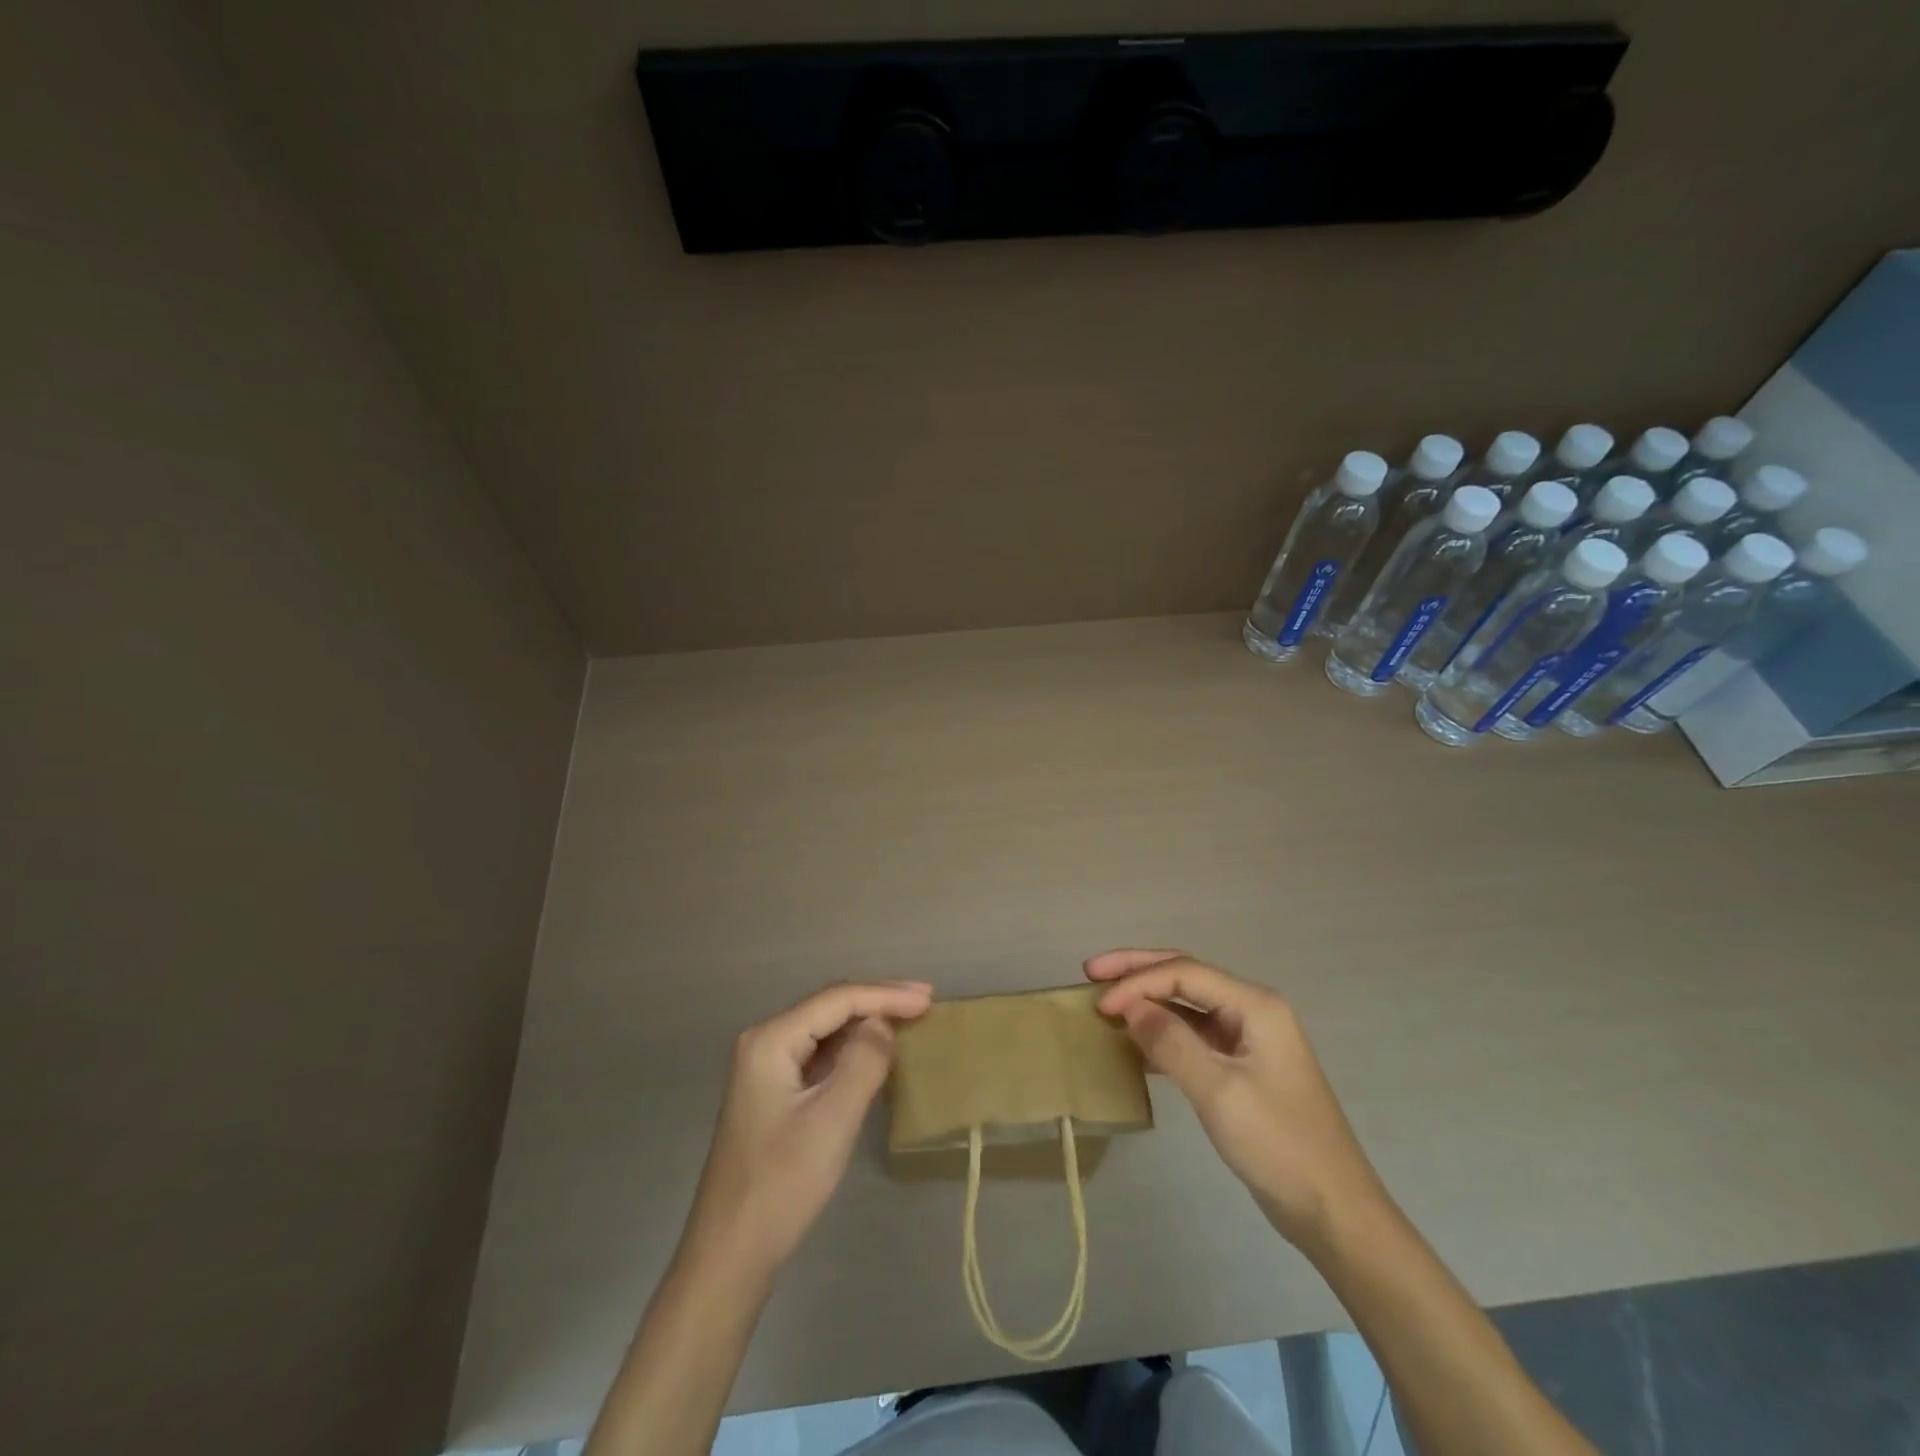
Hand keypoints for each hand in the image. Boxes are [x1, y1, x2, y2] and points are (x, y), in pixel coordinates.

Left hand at [685, 980, 931, 1272]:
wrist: (730, 1253)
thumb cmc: (782, 1184)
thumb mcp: (832, 1120)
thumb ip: (863, 1062)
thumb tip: (883, 1023)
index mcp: (770, 1040)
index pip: (836, 999)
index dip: (885, 995)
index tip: (929, 999)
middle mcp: (764, 1042)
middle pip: (829, 1007)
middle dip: (877, 1001)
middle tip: (924, 1001)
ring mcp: (766, 1068)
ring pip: (825, 1030)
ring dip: (866, 1023)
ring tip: (909, 1019)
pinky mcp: (774, 1092)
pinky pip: (819, 1055)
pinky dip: (851, 1049)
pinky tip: (877, 1052)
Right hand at [1086, 949, 1385, 1250]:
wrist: (1335, 1212)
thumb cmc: (1279, 1146)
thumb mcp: (1219, 1092)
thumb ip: (1171, 1042)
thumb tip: (1129, 1006)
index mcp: (1255, 1005)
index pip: (1183, 973)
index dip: (1137, 982)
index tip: (1099, 1004)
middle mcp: (1252, 1010)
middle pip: (1185, 975)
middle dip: (1137, 971)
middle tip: (1091, 971)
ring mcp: (1248, 1039)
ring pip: (1187, 1005)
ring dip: (1147, 1001)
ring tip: (1106, 1003)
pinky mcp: (1242, 1067)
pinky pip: (1194, 1035)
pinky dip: (1162, 1032)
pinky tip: (1134, 1044)